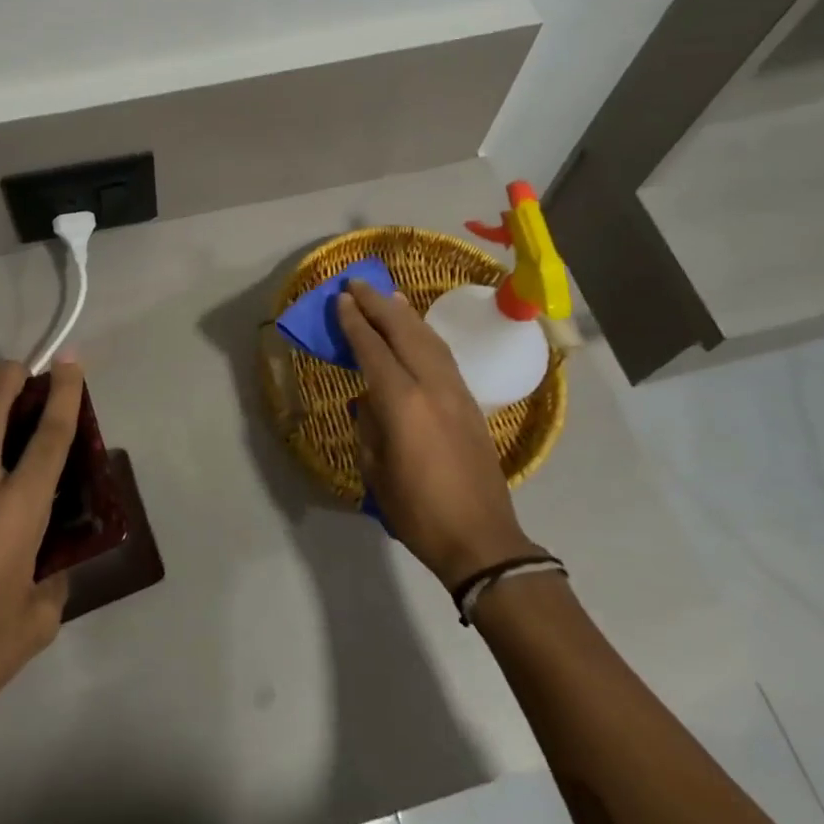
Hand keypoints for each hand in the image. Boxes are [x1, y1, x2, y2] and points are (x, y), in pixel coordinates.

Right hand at [336, 281, 537, 588]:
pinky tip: (418, 330)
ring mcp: (457, 392)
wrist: (481, 539)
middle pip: (404, 332)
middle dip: (379, 305)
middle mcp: (432, 386)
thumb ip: (370, 425)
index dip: (356, 322)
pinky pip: (444, 355)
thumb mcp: (376, 470)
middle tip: (358, 284)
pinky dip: (426, 334)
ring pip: (429, 339)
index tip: (342, 299)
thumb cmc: (418, 511)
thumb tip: (371, 399)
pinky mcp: (471, 403)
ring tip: (387, 297)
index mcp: (403, 403)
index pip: (373, 349)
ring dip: (405, 315)